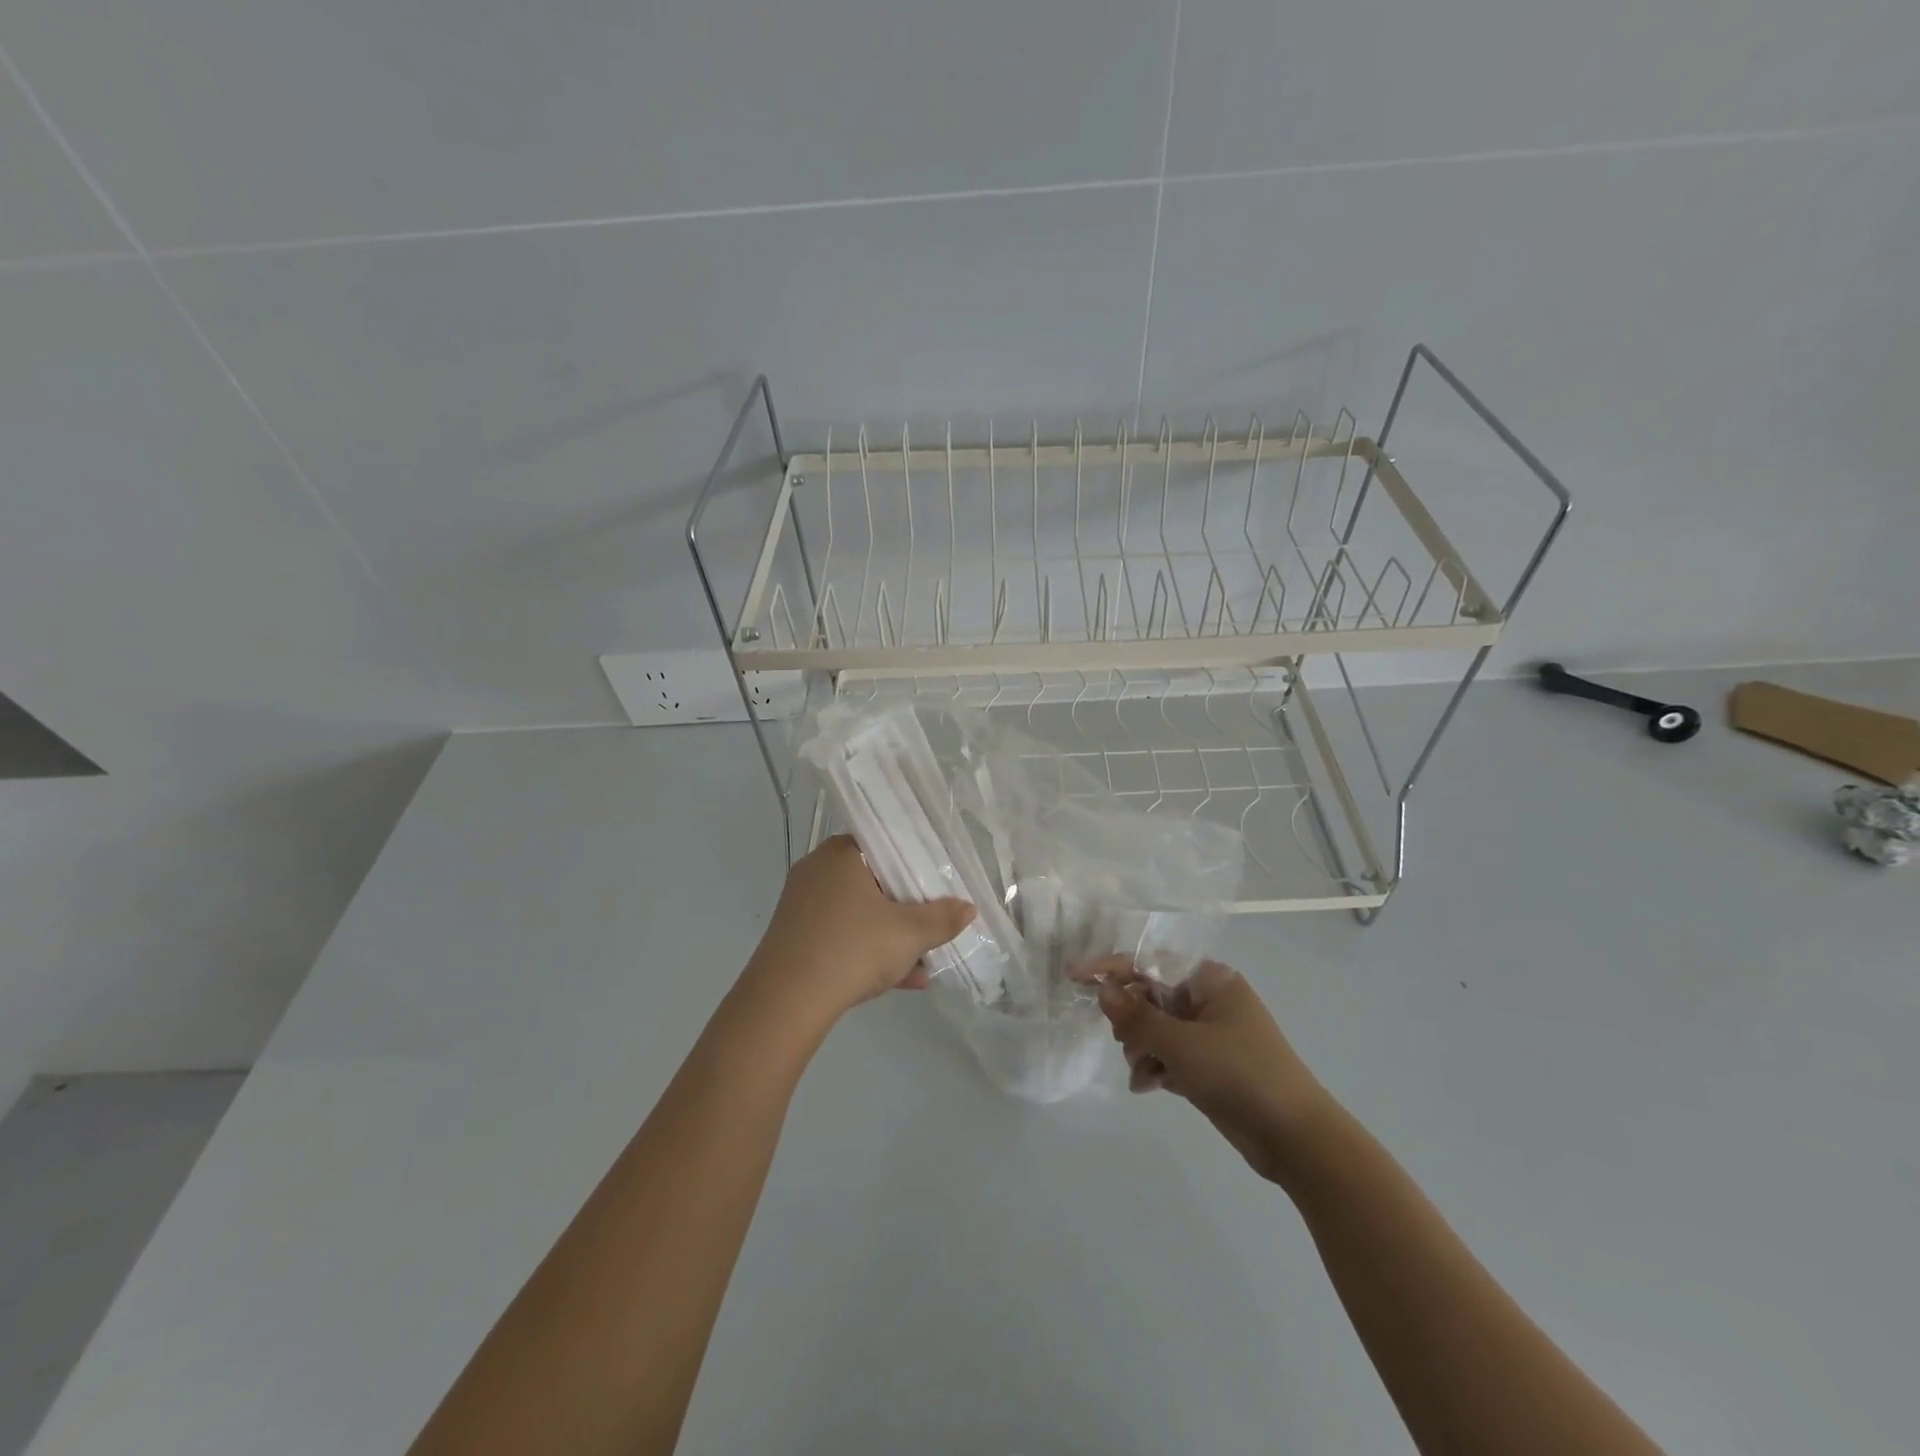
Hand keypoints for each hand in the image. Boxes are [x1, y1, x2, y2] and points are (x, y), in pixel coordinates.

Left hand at [739, 835, 974, 1025]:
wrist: (786, 1003)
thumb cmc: (852, 948)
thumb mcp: (909, 934)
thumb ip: (942, 918)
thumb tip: (969, 908)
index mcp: (841, 854)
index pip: (885, 844)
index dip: (916, 861)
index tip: (939, 880)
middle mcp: (817, 871)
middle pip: (874, 881)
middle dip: (908, 906)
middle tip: (934, 920)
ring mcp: (803, 906)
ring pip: (860, 913)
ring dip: (893, 935)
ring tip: (926, 961)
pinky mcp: (796, 938)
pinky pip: (842, 936)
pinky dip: (870, 951)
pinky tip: (905, 980)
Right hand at [1079, 958, 1331, 1182]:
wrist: (1297, 1139)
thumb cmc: (1241, 1075)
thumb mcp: (1182, 1045)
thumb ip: (1137, 1018)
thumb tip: (1102, 991)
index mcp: (1210, 980)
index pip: (1150, 961)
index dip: (1111, 967)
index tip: (1074, 975)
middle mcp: (1208, 1000)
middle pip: (1149, 995)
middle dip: (1131, 1020)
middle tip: (1125, 1041)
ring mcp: (1209, 1033)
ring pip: (1155, 1028)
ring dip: (1141, 1048)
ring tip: (1144, 1072)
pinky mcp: (1208, 1065)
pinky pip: (1168, 1054)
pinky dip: (1155, 1066)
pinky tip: (1148, 1086)